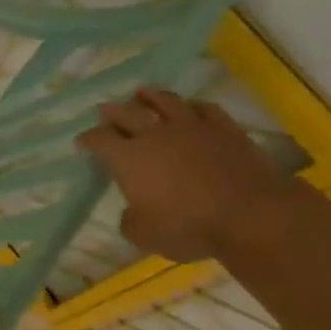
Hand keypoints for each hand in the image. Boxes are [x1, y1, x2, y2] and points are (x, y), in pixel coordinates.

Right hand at [76, 89, 300, 261]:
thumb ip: (130, 219)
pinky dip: (191, 106)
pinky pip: (204, 108)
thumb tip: (132, 210)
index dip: (87, 140)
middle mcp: (155, 135)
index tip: (82, 143)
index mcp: (128, 158)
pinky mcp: (224, 128)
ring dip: (149, 96)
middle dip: (112, 112)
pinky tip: (190, 107)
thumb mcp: (143, 235)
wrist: (248, 214)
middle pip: (127, 113)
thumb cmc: (186, 227)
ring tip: (141, 93)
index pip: (99, 140)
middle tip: (105, 110)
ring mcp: (192, 127)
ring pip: (165, 101)